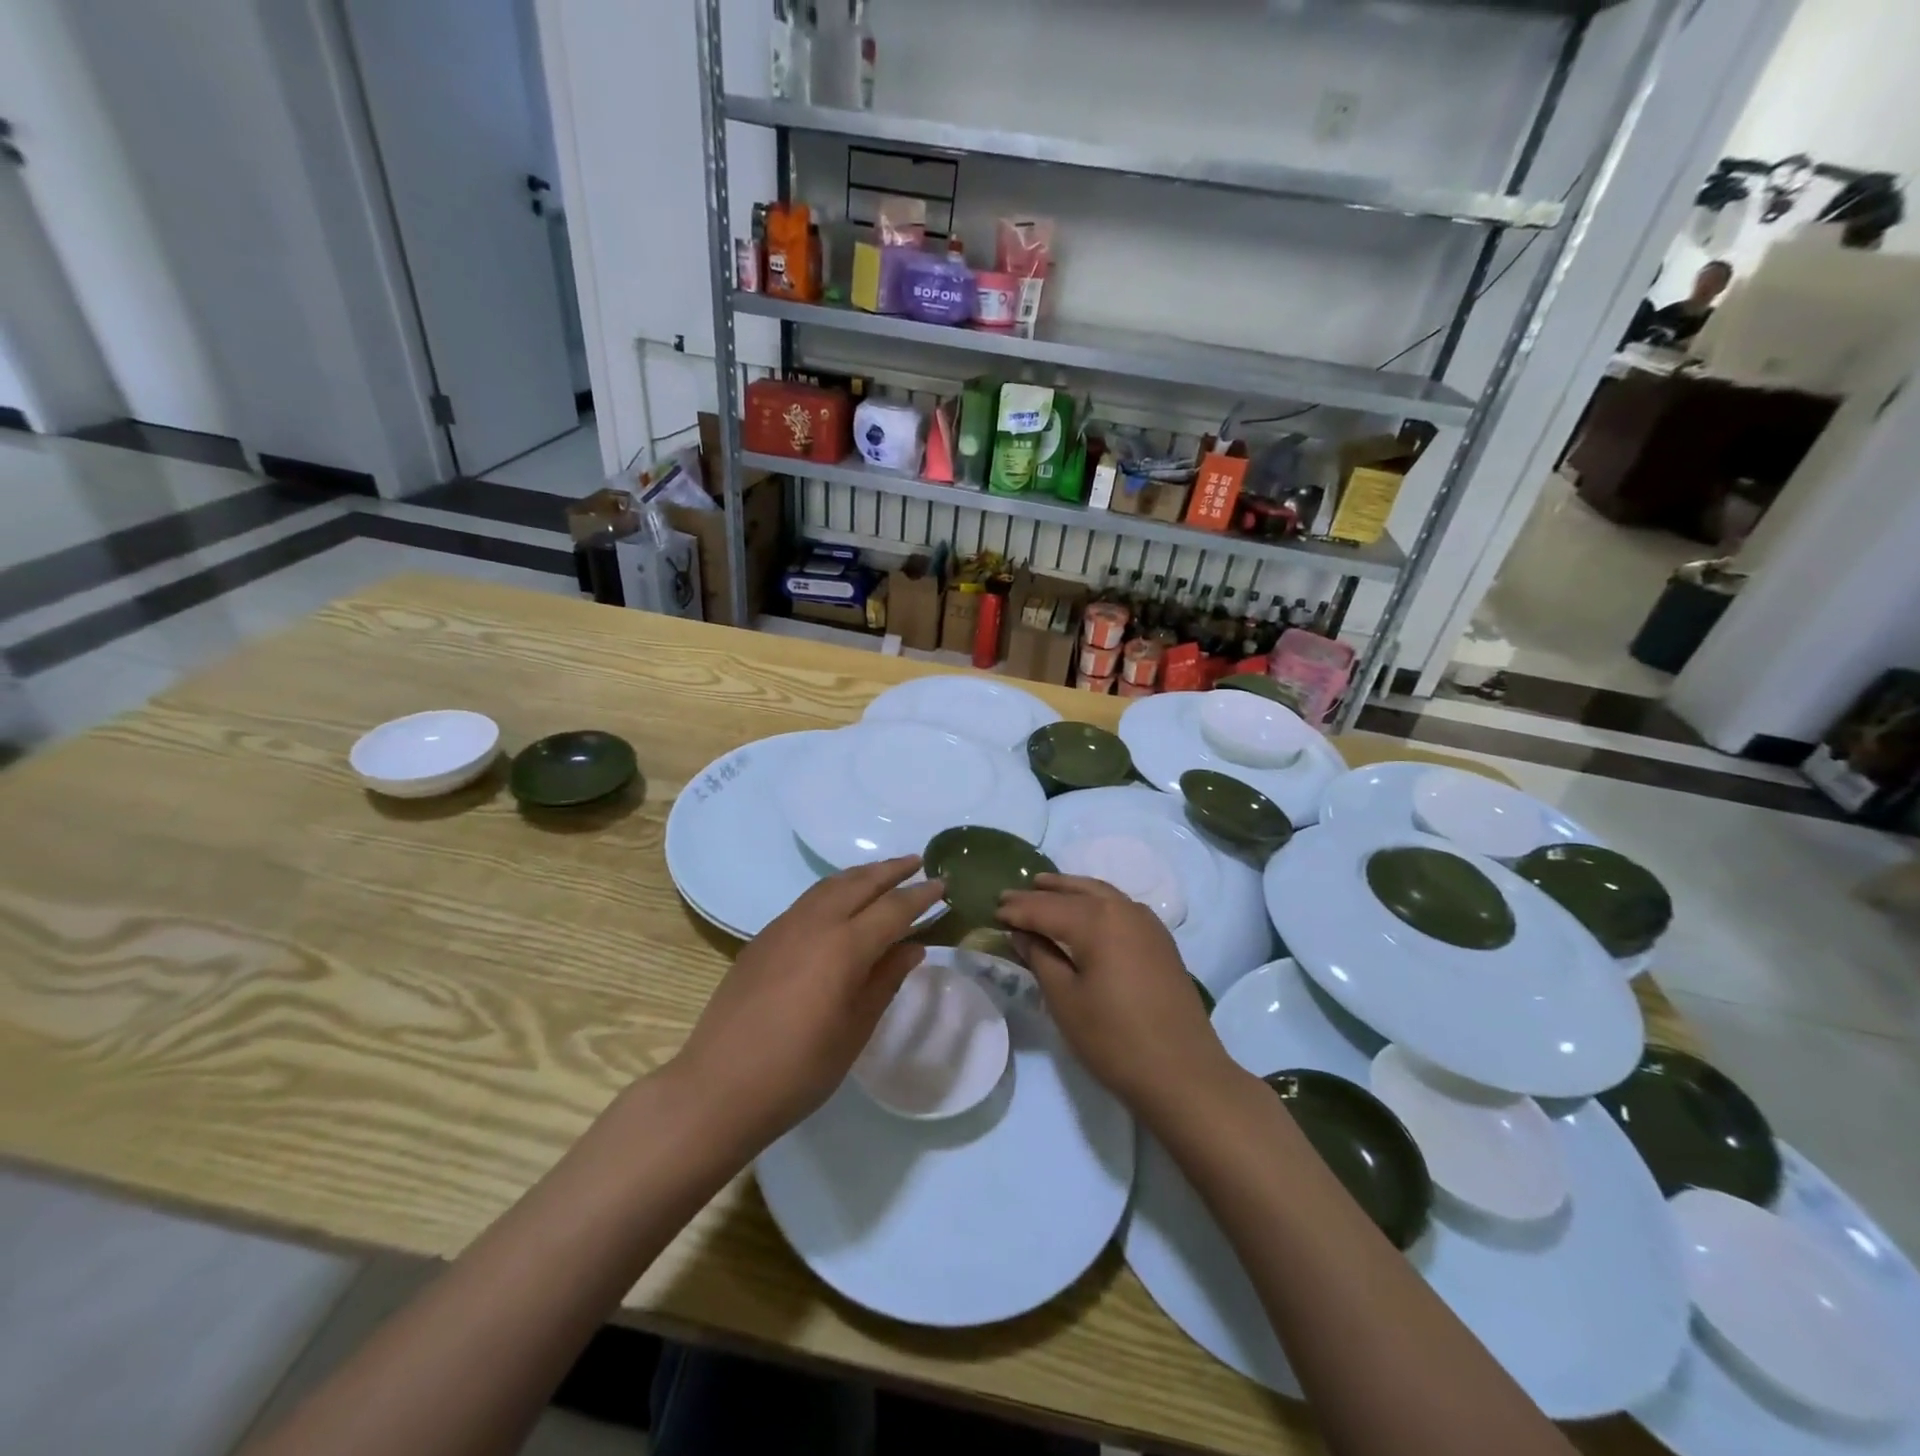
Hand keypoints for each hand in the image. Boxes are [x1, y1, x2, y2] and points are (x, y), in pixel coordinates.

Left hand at [674, 856, 944, 1146]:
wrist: (718, 1087)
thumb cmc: (799, 1070)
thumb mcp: (855, 1030)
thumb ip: (886, 981)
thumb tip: (913, 946)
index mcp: (844, 947)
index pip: (893, 908)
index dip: (921, 895)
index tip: (943, 883)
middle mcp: (815, 924)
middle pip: (860, 883)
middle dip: (891, 870)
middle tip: (917, 862)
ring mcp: (784, 927)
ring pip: (830, 885)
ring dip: (861, 875)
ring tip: (882, 873)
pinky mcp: (763, 938)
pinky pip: (808, 900)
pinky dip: (834, 890)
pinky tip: (840, 903)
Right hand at [998, 874, 1235, 1123]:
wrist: (1183, 1073)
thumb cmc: (1114, 1040)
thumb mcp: (1065, 1000)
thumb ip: (1040, 957)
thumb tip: (1021, 933)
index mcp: (1095, 920)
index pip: (1045, 907)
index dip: (1017, 909)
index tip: (993, 910)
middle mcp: (1122, 909)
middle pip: (1073, 892)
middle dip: (1041, 893)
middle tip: (1010, 895)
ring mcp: (1146, 922)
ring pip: (1100, 892)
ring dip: (1069, 890)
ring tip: (1044, 889)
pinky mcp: (1160, 939)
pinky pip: (1119, 905)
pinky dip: (1095, 901)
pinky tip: (1086, 911)